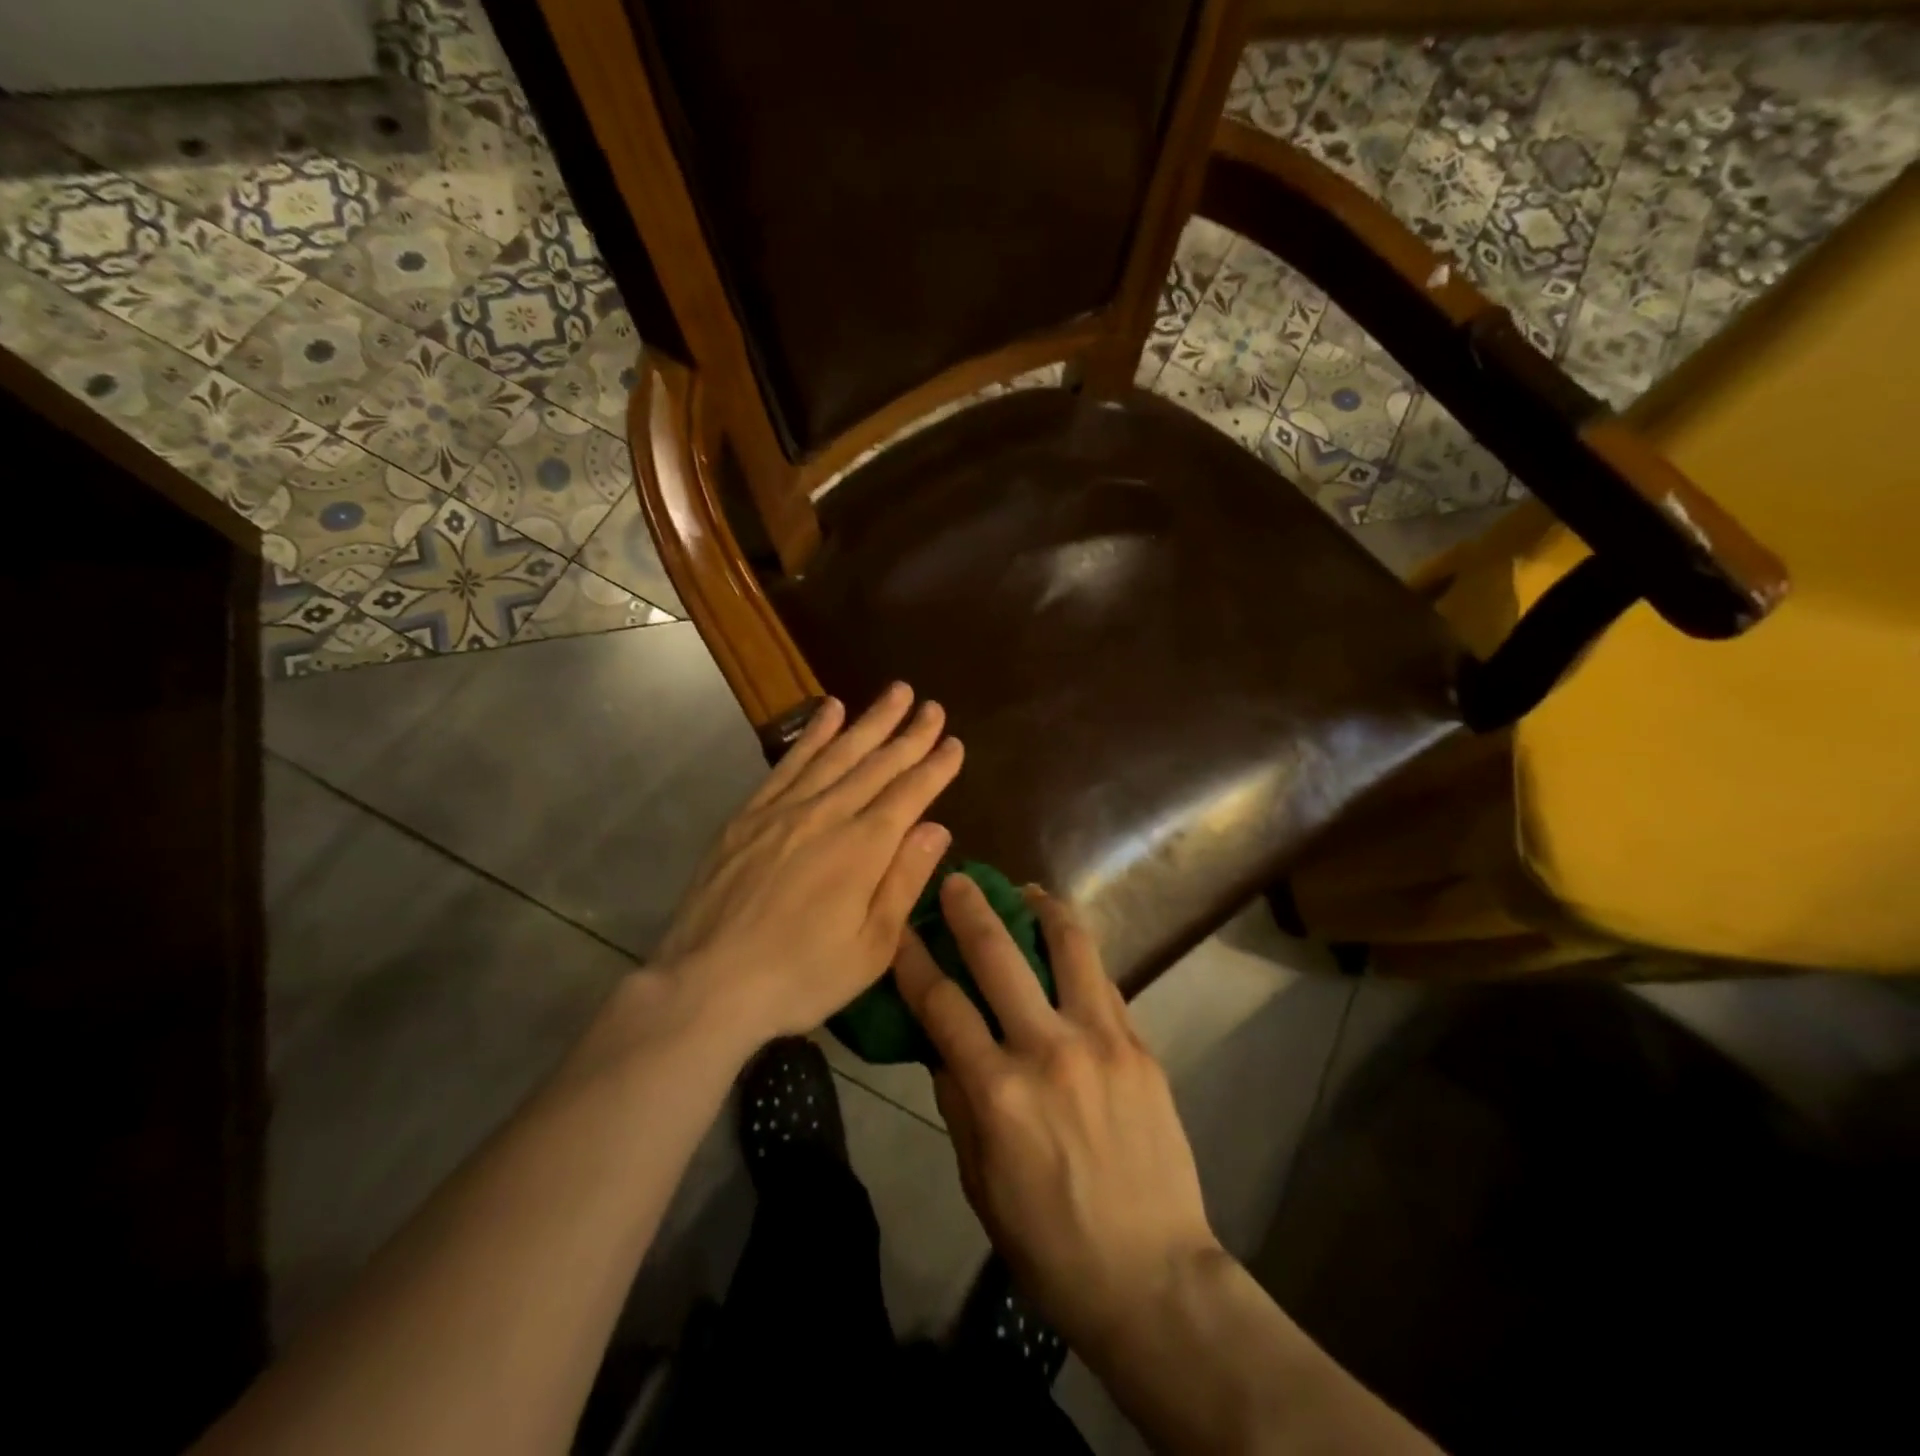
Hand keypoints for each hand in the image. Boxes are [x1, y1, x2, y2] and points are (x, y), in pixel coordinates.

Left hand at [656, 684, 961, 1048]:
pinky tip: (829, 710)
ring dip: (869, 721)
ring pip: (836, 753)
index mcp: (863, 849)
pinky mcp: (749, 815)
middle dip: (910, 734)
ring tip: (895, 692)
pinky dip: (813, 734)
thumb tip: (937, 827)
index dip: (935, 767)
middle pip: (877, 764)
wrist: (706, 984)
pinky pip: (789, 763)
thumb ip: (904, 880)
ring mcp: (784, 810)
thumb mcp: (870, 947)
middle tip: (933, 705)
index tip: (954, 742)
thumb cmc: (799, 977)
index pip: (910, 794)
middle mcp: (827, 815)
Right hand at [894, 877, 1219, 1355]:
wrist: (1153, 1277)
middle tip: (959, 878)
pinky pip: (1103, 982)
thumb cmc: (1051, 1244)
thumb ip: (958, 1104)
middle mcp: (1048, 1050)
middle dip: (972, 908)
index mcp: (998, 1093)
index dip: (913, 959)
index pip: (941, 1004)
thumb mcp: (980, 1183)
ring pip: (1069, 947)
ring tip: (1028, 890)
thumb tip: (943, 1046)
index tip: (900, 925)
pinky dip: (1079, 954)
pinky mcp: (1140, 1046)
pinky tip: (1068, 946)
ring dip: (1043, 909)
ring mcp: (1102, 1041)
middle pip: (1000, 955)